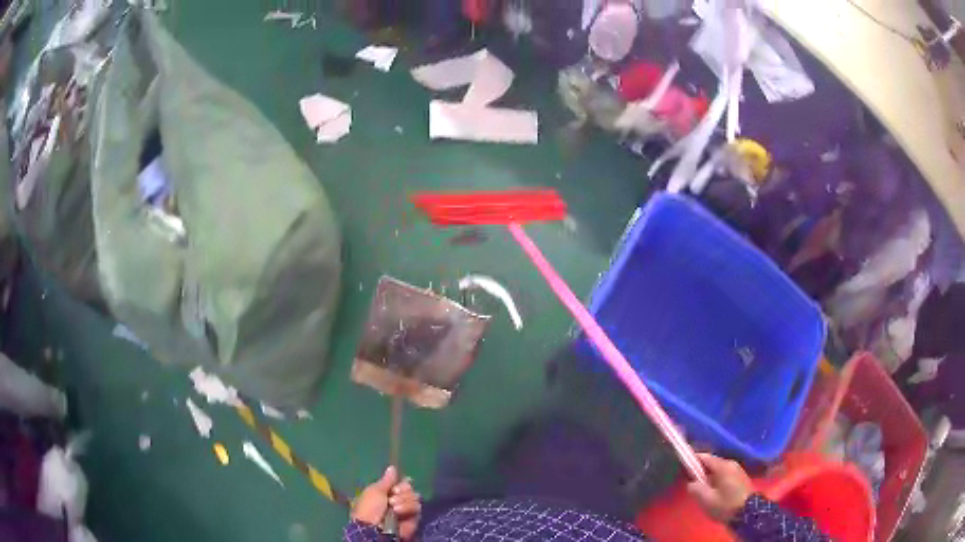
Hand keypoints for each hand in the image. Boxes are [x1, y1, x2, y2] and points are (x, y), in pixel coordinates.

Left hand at [352, 466, 421, 539]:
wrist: (375, 528)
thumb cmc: (370, 507)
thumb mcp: (375, 491)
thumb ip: (387, 480)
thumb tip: (392, 467)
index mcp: (386, 492)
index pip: (401, 482)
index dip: (400, 483)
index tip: (394, 487)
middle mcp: (398, 499)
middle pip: (410, 488)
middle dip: (402, 491)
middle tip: (392, 497)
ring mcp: (406, 509)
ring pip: (415, 497)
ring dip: (404, 501)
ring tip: (394, 508)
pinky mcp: (413, 518)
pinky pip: (418, 508)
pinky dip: (408, 508)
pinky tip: (399, 512)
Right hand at [687, 453, 752, 522]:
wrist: (748, 513)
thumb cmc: (726, 505)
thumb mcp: (707, 500)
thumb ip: (696, 489)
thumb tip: (690, 482)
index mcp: (723, 466)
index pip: (705, 457)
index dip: (693, 460)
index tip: (683, 466)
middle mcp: (731, 463)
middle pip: (712, 463)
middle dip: (701, 470)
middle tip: (691, 482)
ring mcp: (738, 469)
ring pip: (719, 469)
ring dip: (710, 476)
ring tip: (702, 487)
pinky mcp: (741, 477)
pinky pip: (725, 474)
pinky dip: (717, 479)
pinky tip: (713, 490)